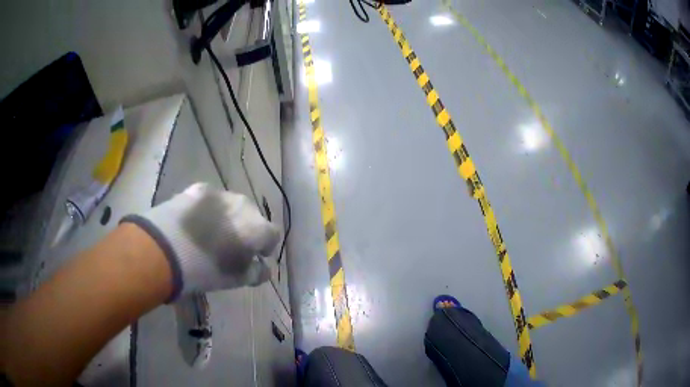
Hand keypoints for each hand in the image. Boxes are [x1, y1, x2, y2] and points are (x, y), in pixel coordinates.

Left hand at [121, 183, 279, 300]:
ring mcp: (219, 194)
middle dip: (247, 229)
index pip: (272, 234)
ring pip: (231, 206)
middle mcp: (242, 205)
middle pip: (252, 216)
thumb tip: (263, 268)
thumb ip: (255, 273)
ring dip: (227, 218)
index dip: (266, 246)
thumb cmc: (204, 269)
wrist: (164, 249)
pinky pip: (210, 199)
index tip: (256, 257)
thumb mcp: (234, 279)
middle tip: (231, 246)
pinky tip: (195, 222)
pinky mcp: (197, 189)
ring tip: (211, 233)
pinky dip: (208, 209)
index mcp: (256, 228)